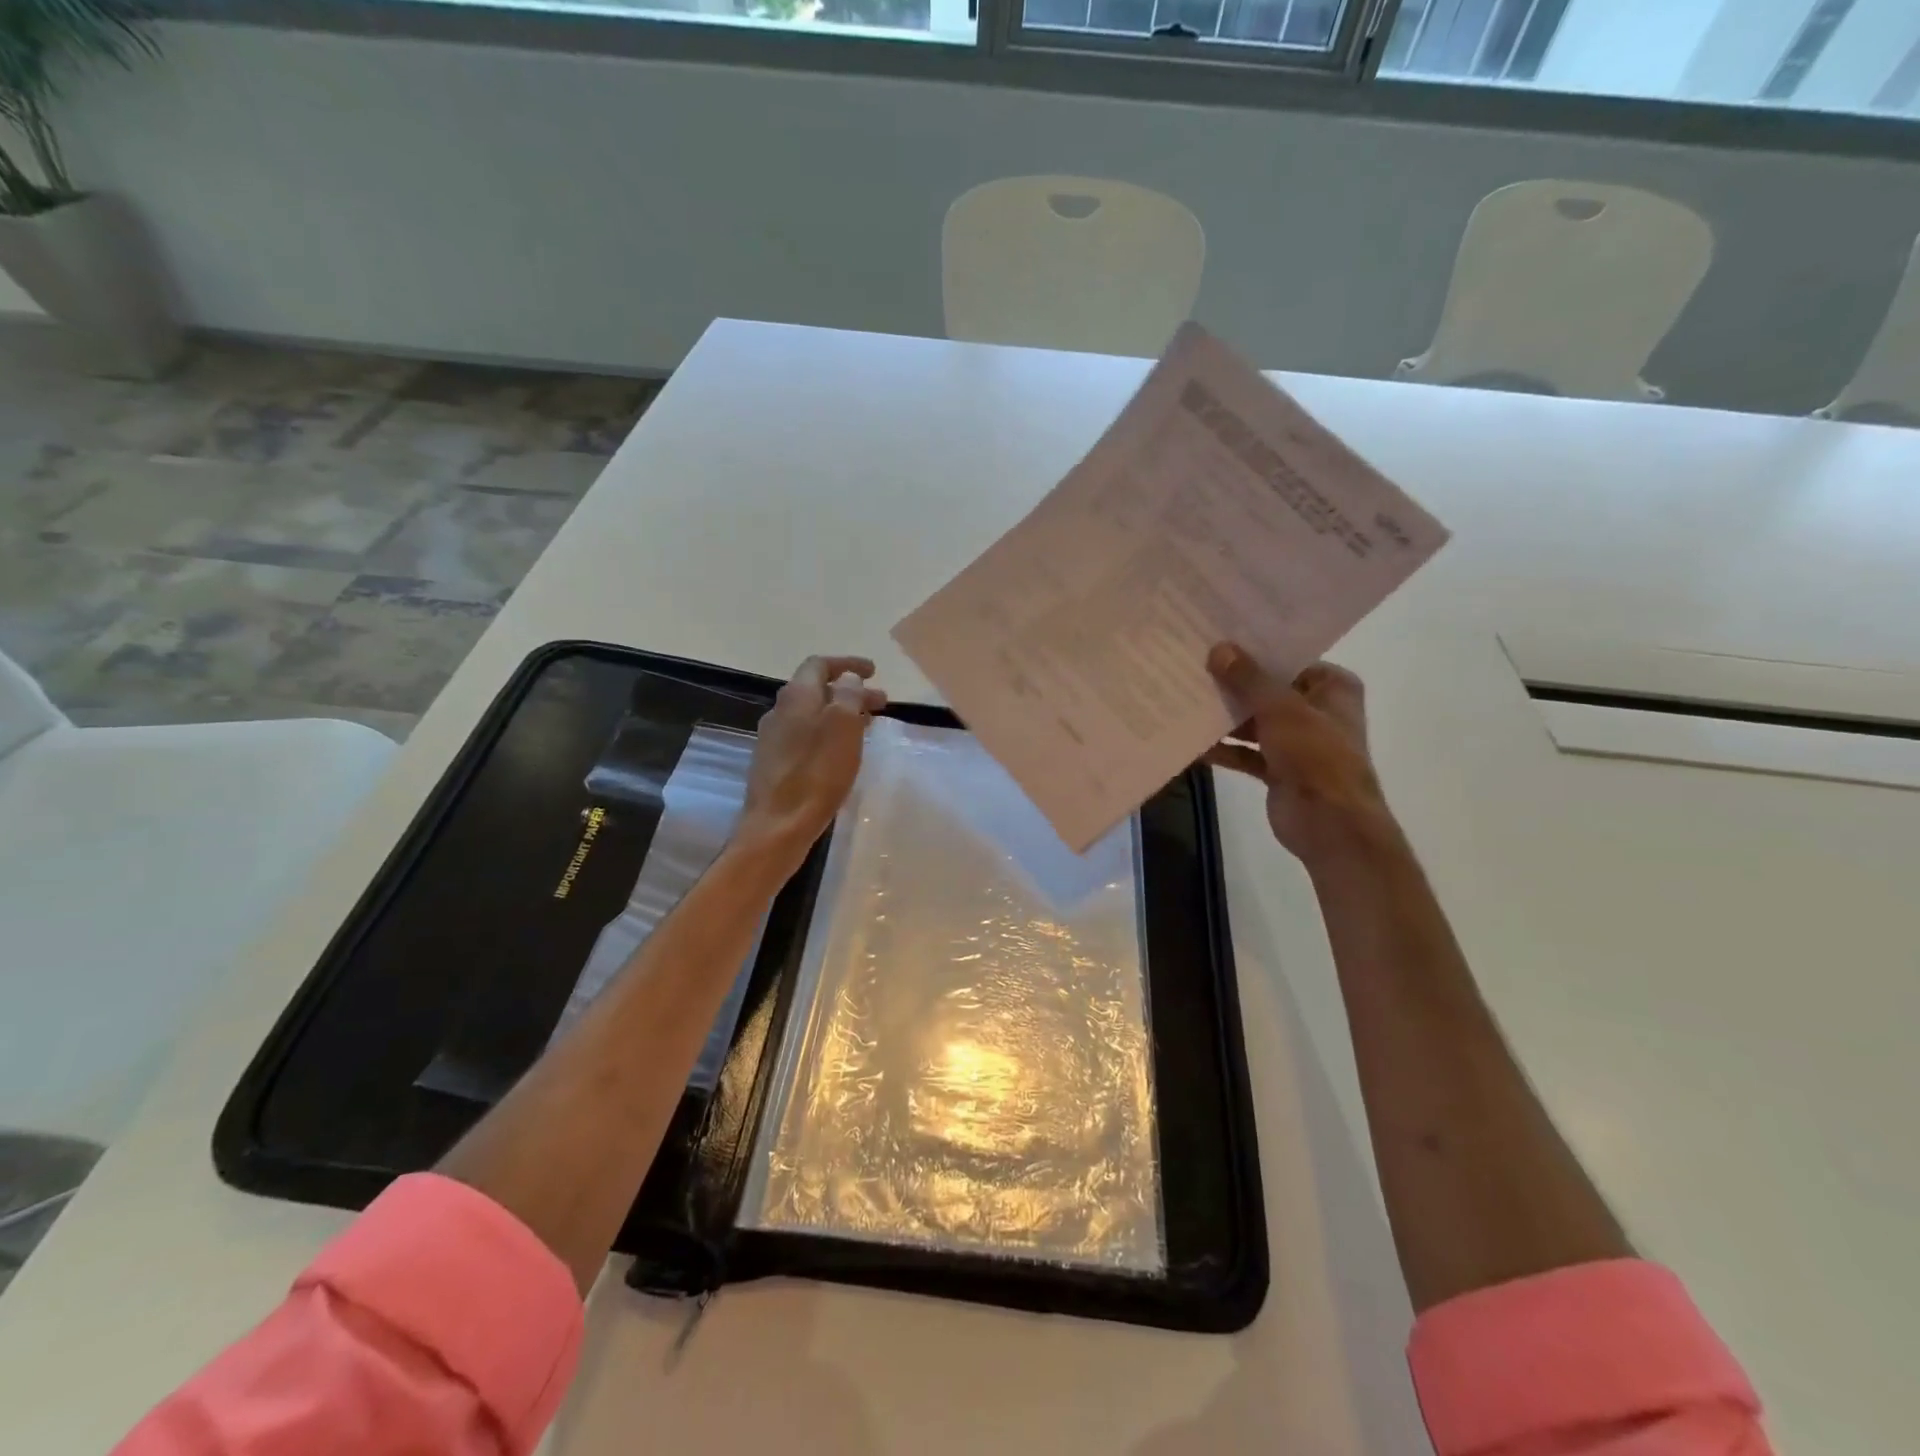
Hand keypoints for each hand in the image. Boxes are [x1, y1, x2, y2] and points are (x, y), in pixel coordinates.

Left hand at [734, 654, 886, 874]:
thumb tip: (848, 680)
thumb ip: (848, 695)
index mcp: (796, 696)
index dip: (847, 664)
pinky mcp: (775, 765)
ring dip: (840, 715)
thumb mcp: (843, 726)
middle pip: (816, 691)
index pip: (819, 665)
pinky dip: (828, 735)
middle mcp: (780, 712)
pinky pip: (806, 738)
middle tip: (881, 703)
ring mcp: (774, 740)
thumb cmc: (817, 772)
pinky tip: (842, 753)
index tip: (873, 671)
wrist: (778, 825)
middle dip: (850, 693)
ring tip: (867, 728)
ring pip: (812, 716)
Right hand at [1204, 642, 1396, 864]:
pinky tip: (1192, 743)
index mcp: (1332, 688)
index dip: (1255, 652)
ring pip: (1254, 723)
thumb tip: (1218, 648)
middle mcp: (1318, 711)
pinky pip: (1246, 752)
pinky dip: (1225, 749)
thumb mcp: (1280, 709)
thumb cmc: (1316, 756)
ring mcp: (1298, 743)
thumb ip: (1248, 679)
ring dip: (1225, 718)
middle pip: (1268, 691)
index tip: (1217, 641)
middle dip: (1233, 686)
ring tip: (1184, 700)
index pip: (1289, 660)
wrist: (1330, 824)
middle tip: (1192, 667)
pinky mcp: (1279, 770)